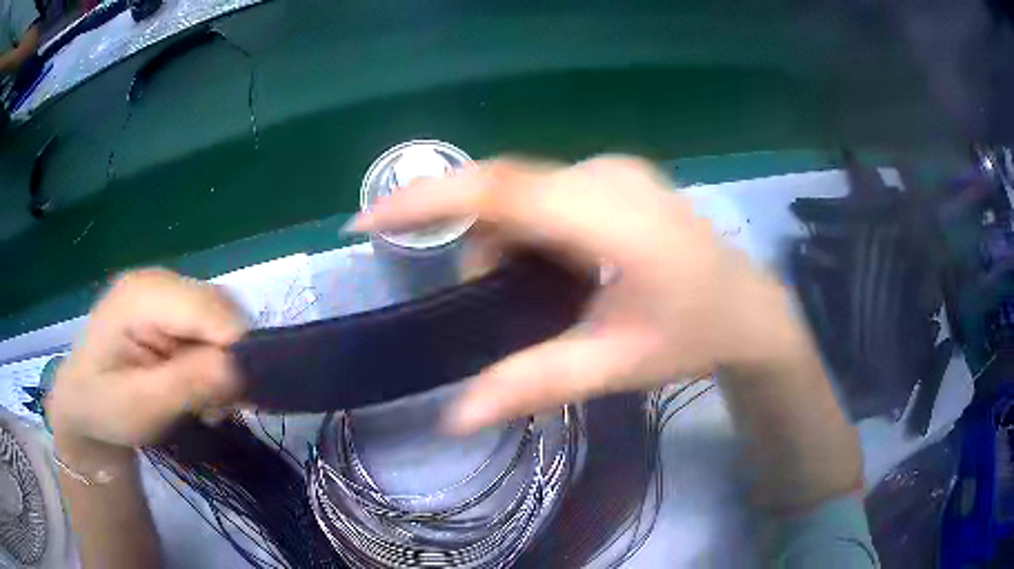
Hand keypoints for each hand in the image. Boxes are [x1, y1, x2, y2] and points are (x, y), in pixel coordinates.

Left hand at [45, 269, 247, 450]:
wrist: (82, 403)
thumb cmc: (103, 408)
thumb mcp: (140, 407)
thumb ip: (186, 384)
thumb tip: (241, 368)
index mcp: (141, 295)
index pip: (209, 308)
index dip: (234, 349)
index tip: (237, 399)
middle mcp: (157, 281)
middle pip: (219, 308)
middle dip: (230, 358)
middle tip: (216, 406)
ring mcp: (164, 292)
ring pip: (220, 318)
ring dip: (223, 363)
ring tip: (204, 401)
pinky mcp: (169, 309)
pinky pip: (210, 327)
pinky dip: (214, 361)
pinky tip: (197, 385)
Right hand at [350, 156, 806, 432]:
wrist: (748, 308)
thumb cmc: (693, 336)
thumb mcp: (615, 366)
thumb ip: (534, 384)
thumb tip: (453, 417)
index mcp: (612, 219)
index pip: (499, 191)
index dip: (425, 199)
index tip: (366, 218)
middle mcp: (607, 174)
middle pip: (504, 192)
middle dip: (478, 244)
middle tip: (492, 300)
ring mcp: (614, 167)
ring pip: (522, 193)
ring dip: (509, 242)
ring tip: (548, 295)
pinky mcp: (616, 173)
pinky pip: (546, 192)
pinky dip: (531, 230)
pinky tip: (565, 269)